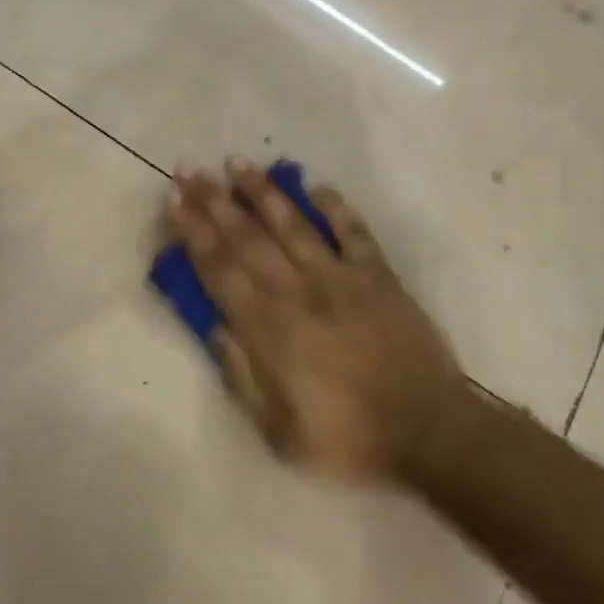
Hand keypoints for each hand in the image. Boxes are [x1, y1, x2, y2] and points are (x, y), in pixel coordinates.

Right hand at [167, 159, 468, 484]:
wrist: (428, 431)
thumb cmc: (348, 439)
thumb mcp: (278, 431)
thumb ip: (242, 375)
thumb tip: (213, 327)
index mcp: (270, 330)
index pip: (221, 271)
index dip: (195, 235)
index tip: (175, 203)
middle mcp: (300, 293)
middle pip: (249, 239)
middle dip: (215, 202)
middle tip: (190, 170)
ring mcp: (342, 279)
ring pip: (295, 225)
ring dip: (264, 193)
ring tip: (239, 163)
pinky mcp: (380, 276)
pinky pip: (354, 233)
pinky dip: (337, 208)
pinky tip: (319, 186)